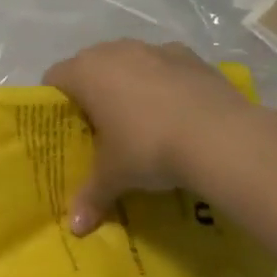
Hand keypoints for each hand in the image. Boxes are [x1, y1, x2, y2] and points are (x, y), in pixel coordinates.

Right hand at [43, 39, 256, 234]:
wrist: (221, 137)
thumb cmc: (149, 148)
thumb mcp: (115, 177)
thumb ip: (91, 196)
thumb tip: (76, 228)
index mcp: (85, 72)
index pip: (54, 78)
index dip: (56, 103)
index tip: (67, 129)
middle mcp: (114, 51)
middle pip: (90, 67)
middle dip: (93, 93)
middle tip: (101, 129)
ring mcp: (153, 49)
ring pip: (128, 63)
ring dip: (128, 84)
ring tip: (142, 120)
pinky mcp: (189, 55)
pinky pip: (164, 66)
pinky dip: (164, 83)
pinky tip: (177, 112)